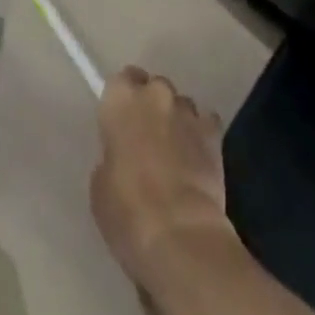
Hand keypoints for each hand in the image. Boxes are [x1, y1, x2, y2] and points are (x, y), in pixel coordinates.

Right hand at [90, 67, 235, 288]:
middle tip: (149, 139)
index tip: (123, 123)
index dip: (123, 101)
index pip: (121, 81)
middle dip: (152, 107)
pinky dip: (201, 136)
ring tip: (176, 153)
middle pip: (153, 88)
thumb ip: (112, 154)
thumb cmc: (127, 210)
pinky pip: (206, 123)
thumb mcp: (100, 183)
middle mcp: (154, 94)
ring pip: (181, 105)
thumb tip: (123, 155)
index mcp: (120, 100)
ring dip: (177, 121)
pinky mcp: (214, 134)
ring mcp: (187, 111)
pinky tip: (198, 159)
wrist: (179, 233)